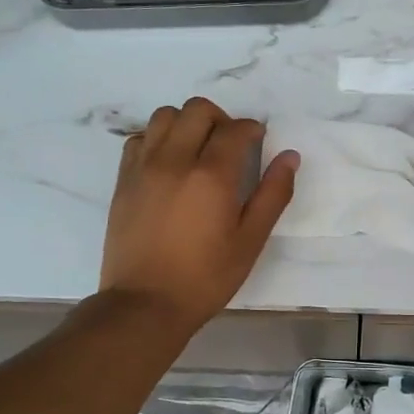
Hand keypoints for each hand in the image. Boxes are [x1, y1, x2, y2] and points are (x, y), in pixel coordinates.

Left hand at [99, 97, 298, 333]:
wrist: (145, 303)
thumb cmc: (205, 277)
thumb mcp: (250, 241)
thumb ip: (273, 194)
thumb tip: (289, 156)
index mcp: (212, 175)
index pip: (235, 129)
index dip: (252, 129)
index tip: (257, 142)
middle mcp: (175, 160)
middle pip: (198, 110)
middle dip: (220, 119)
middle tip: (230, 145)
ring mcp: (143, 167)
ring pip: (164, 116)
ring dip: (186, 123)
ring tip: (197, 149)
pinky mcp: (123, 180)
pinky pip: (139, 138)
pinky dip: (157, 138)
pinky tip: (168, 163)